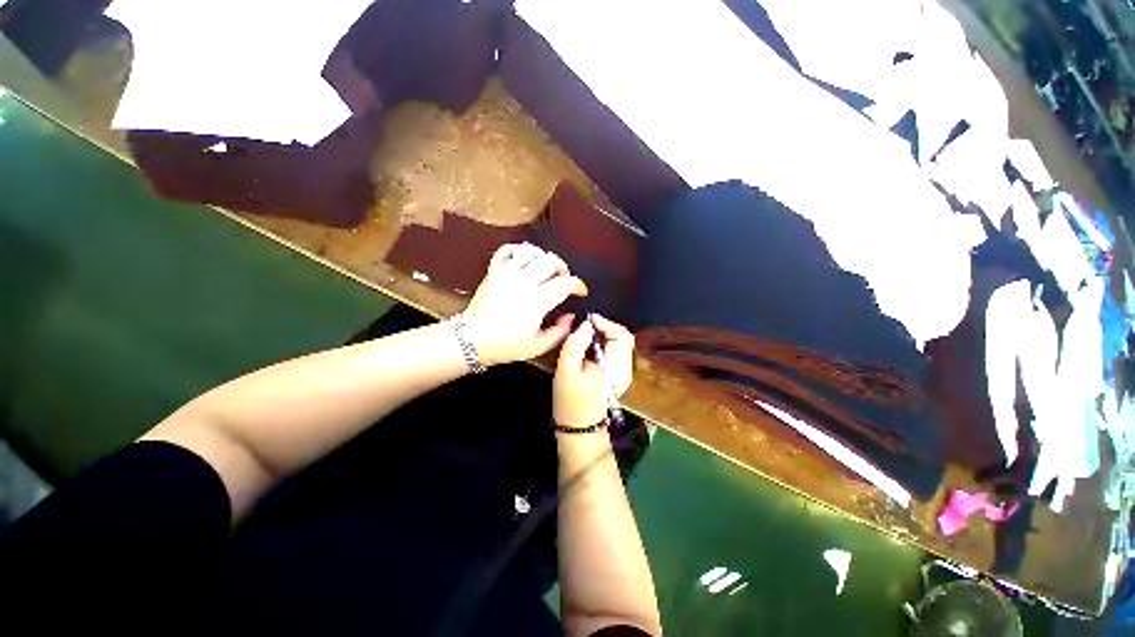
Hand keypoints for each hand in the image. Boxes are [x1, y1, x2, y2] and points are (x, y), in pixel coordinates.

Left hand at [462, 243, 588, 365]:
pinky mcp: (494, 271)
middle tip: (563, 280)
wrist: (471, 340)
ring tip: (546, 269)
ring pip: (532, 252)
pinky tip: (525, 258)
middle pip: (551, 262)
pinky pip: (507, 250)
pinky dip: (519, 249)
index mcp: (537, 302)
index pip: (565, 283)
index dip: (578, 285)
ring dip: (544, 258)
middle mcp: (524, 282)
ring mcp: (507, 274)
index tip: (580, 291)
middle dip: (563, 269)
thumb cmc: (505, 346)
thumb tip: (570, 316)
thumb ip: (559, 332)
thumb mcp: (537, 346)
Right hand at [553, 315, 634, 428]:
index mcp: (615, 367)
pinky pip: (617, 352)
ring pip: (622, 343)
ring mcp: (624, 374)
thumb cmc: (570, 400)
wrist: (579, 428)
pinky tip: (591, 347)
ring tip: (587, 334)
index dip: (606, 323)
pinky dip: (607, 343)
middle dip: (606, 327)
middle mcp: (625, 369)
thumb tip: (587, 325)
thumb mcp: (566, 369)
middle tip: (586, 326)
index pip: (621, 335)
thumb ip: (575, 343)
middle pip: (624, 337)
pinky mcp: (619, 376)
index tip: (588, 319)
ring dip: (606, 334)